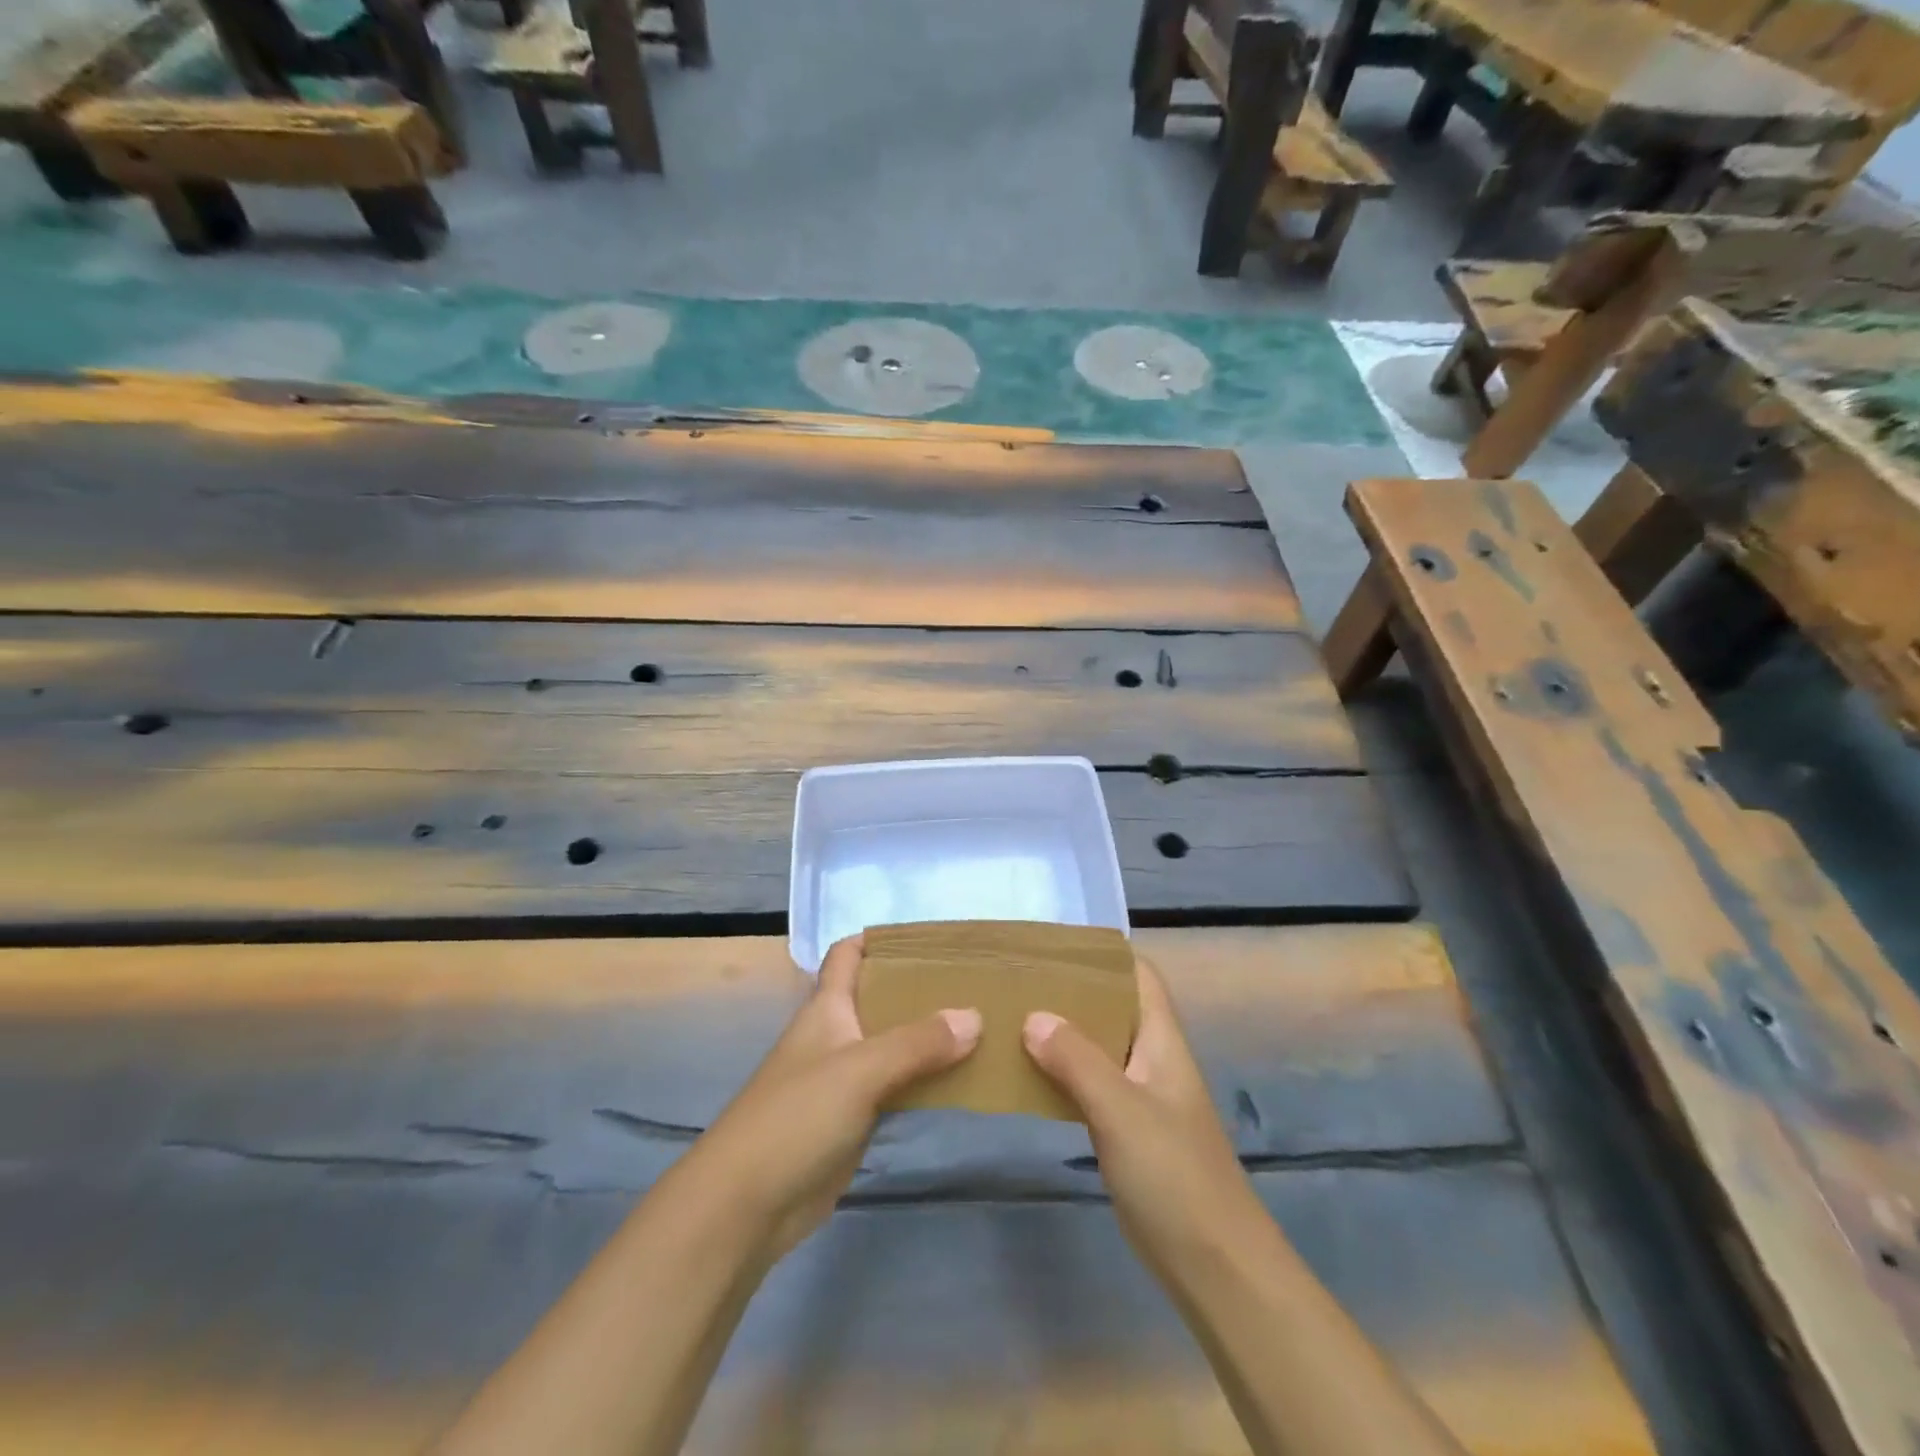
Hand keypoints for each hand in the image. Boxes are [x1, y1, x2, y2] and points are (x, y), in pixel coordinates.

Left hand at [679, 933, 980, 1259]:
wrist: (745, 1206)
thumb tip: (975, 1016)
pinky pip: (895, 1088)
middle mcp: (836, 1035)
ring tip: (981, 1025)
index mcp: (827, 1008)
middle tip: (973, 982)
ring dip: (927, 1037)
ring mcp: (843, 1080)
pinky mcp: (852, 1120)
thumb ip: (917, 1043)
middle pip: (879, 998)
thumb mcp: (860, 1070)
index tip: (931, 938)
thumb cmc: (796, 1118)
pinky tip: (959, 1079)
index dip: (881, 939)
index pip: (848, 954)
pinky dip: (923, 1080)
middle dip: (920, 989)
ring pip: (892, 1045)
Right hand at [1023, 956, 1266, 1274]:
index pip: (1139, 976)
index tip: (1053, 946)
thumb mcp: (1121, 1110)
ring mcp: (1140, 1097)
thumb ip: (1077, 1060)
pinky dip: (1061, 1074)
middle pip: (1113, 1008)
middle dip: (1071, 992)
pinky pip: (1089, 1086)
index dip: (1104, 955)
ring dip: (1061, 1034)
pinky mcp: (1127, 1132)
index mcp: (1162, 1040)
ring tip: (1012, 1019)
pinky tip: (1026, 1076)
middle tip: (1019, 981)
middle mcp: (1152, 1058)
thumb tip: (1032, 1016)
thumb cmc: (1174, 1175)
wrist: (1214, 1266)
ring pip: (1097, 1048)